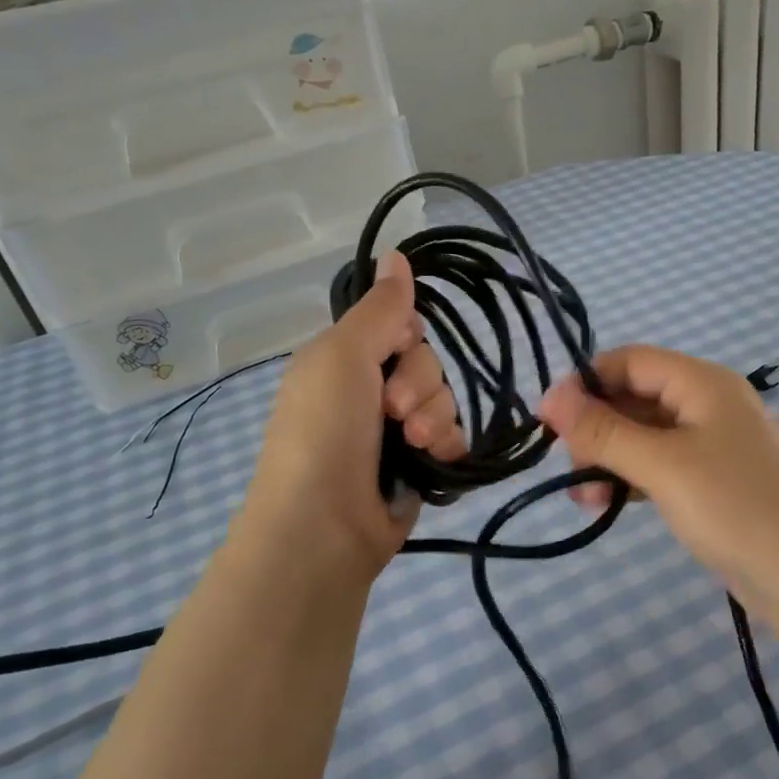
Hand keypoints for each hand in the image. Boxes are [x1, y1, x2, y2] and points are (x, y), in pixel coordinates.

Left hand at [235, 253, 464, 584]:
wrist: (324, 526)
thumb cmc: (324, 430)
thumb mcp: (343, 356)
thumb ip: (379, 308)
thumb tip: (397, 252)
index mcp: (344, 360)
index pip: (400, 326)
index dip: (406, 338)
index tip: (394, 354)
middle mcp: (370, 390)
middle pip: (427, 362)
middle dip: (419, 385)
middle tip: (393, 412)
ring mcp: (395, 431)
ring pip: (444, 399)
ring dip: (433, 418)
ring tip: (411, 445)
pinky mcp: (420, 465)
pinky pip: (454, 435)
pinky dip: (446, 445)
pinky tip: (433, 459)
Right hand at [539, 346, 778, 629]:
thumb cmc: (735, 507)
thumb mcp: (662, 465)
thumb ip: (604, 430)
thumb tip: (549, 397)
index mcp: (702, 383)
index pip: (629, 360)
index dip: (585, 383)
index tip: (547, 419)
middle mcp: (707, 403)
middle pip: (634, 396)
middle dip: (595, 426)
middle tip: (567, 465)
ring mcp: (711, 444)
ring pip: (643, 435)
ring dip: (608, 457)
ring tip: (581, 495)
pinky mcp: (712, 481)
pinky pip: (659, 465)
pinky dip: (630, 478)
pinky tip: (605, 503)